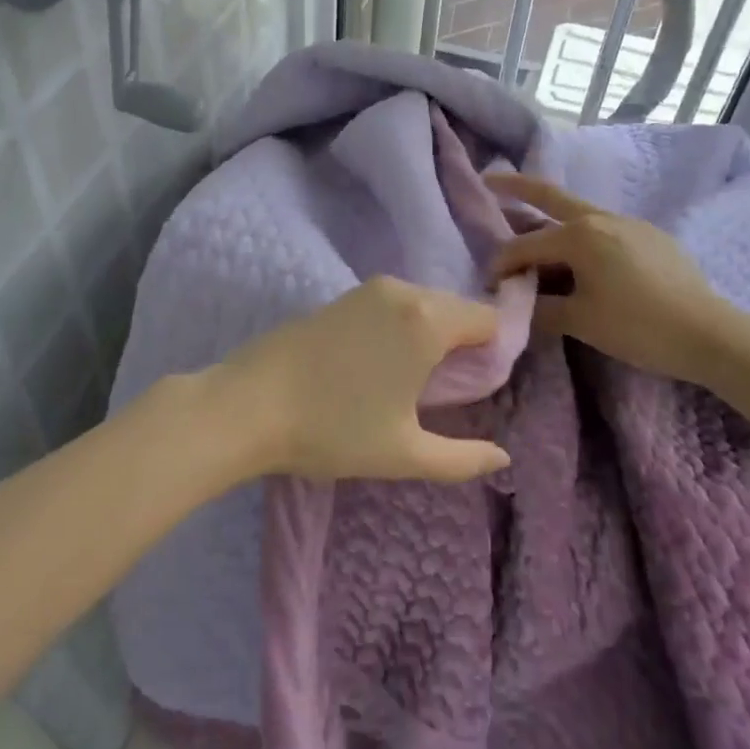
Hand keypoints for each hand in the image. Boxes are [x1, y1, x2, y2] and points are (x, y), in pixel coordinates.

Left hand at [206, 277, 512, 483]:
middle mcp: (403, 291)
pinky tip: (377, 365)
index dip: (491, 354)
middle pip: (457, 309)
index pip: (488, 320)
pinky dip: (400, 327)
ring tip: (407, 383)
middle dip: (461, 344)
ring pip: (423, 305)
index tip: (474, 390)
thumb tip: (501, 459)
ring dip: (429, 335)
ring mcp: (368, 288)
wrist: (248, 404)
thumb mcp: (404, 453)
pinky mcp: (341, 295)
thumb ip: (463, 459)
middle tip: (442, 394)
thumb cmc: (333, 429)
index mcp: (427, 320)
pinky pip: (393, 304)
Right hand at [486, 174, 737, 384]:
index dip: (502, 263)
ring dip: (551, 216)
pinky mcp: (651, 236)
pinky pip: (604, 228)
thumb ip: (541, 308)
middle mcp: (601, 218)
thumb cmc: (638, 327)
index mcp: (579, 235)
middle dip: (517, 187)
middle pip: (550, 196)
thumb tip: (515, 303)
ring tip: (532, 226)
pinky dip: (581, 235)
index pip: (526, 245)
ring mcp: (629, 223)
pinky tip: (582, 256)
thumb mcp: (580, 321)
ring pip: (579, 213)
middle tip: (490, 179)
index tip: (489, 283)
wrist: (710, 334)